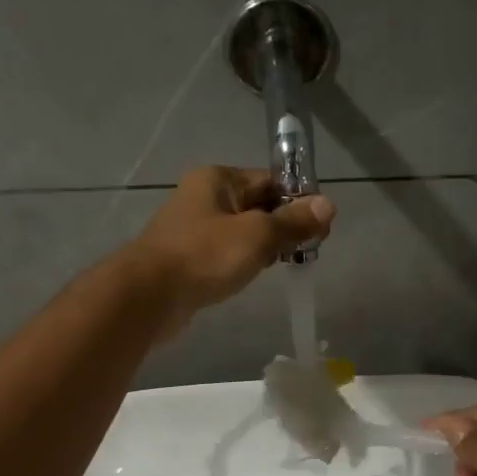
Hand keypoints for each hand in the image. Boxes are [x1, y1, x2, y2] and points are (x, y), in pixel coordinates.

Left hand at [128, 166, 335, 337]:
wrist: (148, 296)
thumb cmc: (205, 256)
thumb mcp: (258, 235)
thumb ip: (293, 222)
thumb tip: (328, 204)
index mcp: (218, 179)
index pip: (270, 180)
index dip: (299, 200)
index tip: (321, 227)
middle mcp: (204, 196)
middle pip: (258, 204)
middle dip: (284, 225)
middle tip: (309, 249)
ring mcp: (193, 228)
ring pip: (242, 231)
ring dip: (265, 245)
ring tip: (285, 264)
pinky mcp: (188, 257)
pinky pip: (225, 252)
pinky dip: (243, 260)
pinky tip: (252, 275)